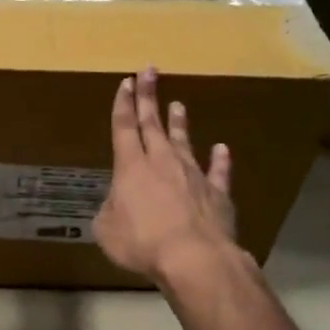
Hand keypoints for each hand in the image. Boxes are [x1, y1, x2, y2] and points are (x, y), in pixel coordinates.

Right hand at [94, 67, 236, 284]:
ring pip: (183, 141)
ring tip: (178, 104)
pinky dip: (220, 159)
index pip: (124, 127)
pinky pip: (218, 171)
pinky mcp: (217, 193)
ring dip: (178, 123)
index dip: (123, 104)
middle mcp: (162, 163)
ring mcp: (193, 175)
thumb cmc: (142, 243)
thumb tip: (116, 205)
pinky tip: (222, 148)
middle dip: (148, 97)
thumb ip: (110, 212)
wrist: (194, 258)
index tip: (125, 82)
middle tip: (149, 71)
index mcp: (130, 168)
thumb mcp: (107, 230)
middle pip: (152, 124)